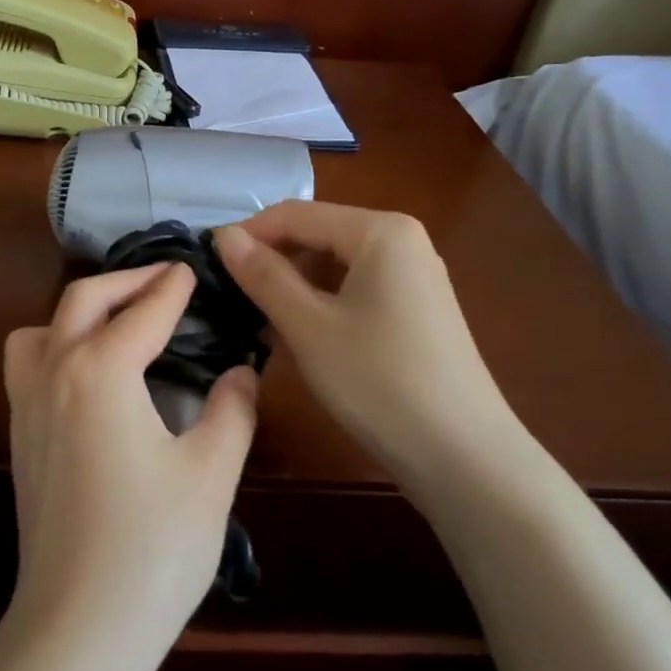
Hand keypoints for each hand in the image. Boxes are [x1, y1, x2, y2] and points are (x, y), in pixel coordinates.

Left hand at [2, 263, 258, 661]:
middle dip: (126, 280)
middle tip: (164, 281)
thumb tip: (240, 373)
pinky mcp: (20, 436)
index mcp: (102, 371)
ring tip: (119, 324)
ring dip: (79, 312)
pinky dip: (56, 345)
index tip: (192, 270)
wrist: (79, 624)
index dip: (173, 288)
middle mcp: (54, 372)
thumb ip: (231, 411)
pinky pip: (28, 364)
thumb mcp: (211, 474)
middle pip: (83, 300)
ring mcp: (27, 404)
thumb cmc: (154, 546)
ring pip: (40, 328)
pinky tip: (92, 377)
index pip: (144, 311)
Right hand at [214, 202, 520, 495]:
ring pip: (333, 264)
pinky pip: (354, 288)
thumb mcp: (308, 326)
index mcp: (380, 231)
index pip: (295, 214)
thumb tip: (223, 235)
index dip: (247, 235)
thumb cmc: (378, 381)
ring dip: (293, 286)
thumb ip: (263, 275)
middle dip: (271, 262)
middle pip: (317, 235)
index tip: (206, 266)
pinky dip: (321, 304)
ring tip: (259, 322)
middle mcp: (401, 240)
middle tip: (230, 298)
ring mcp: (413, 276)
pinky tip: (299, 336)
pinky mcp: (415, 309)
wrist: (463, 456)